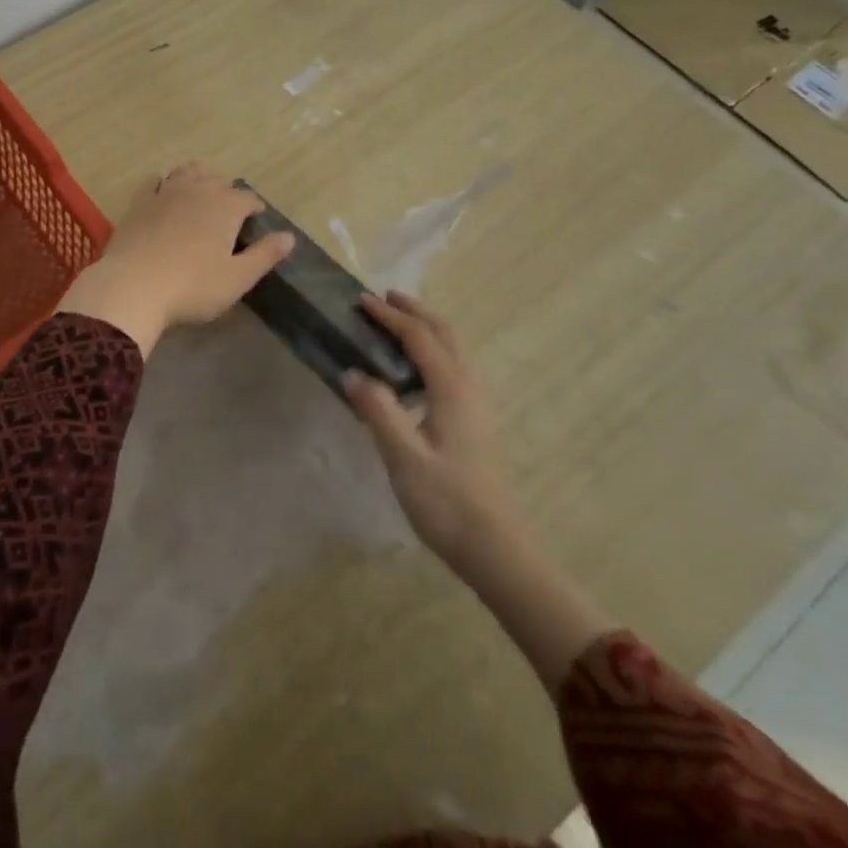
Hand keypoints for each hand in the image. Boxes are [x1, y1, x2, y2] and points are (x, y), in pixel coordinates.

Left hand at [58, 163, 295, 354]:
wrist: (133, 287)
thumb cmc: (192, 287)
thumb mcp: (237, 278)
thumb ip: (265, 255)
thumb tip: (289, 237)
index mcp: (226, 207)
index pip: (248, 198)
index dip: (255, 208)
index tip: (256, 220)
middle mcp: (198, 190)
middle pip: (218, 179)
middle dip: (227, 191)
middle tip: (229, 210)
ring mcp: (165, 193)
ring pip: (187, 171)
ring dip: (198, 177)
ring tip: (201, 192)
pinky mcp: (139, 202)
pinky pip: (154, 180)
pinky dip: (163, 181)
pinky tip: (163, 190)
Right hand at [345, 292, 524, 573]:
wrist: (495, 548)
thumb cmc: (446, 501)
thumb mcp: (403, 456)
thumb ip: (377, 409)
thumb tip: (353, 372)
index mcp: (452, 389)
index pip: (420, 337)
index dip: (390, 316)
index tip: (362, 301)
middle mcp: (469, 388)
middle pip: (445, 334)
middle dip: (415, 311)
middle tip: (384, 299)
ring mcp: (477, 406)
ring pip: (454, 350)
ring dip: (427, 329)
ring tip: (397, 325)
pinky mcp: (476, 423)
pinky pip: (454, 368)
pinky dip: (433, 351)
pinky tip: (415, 372)